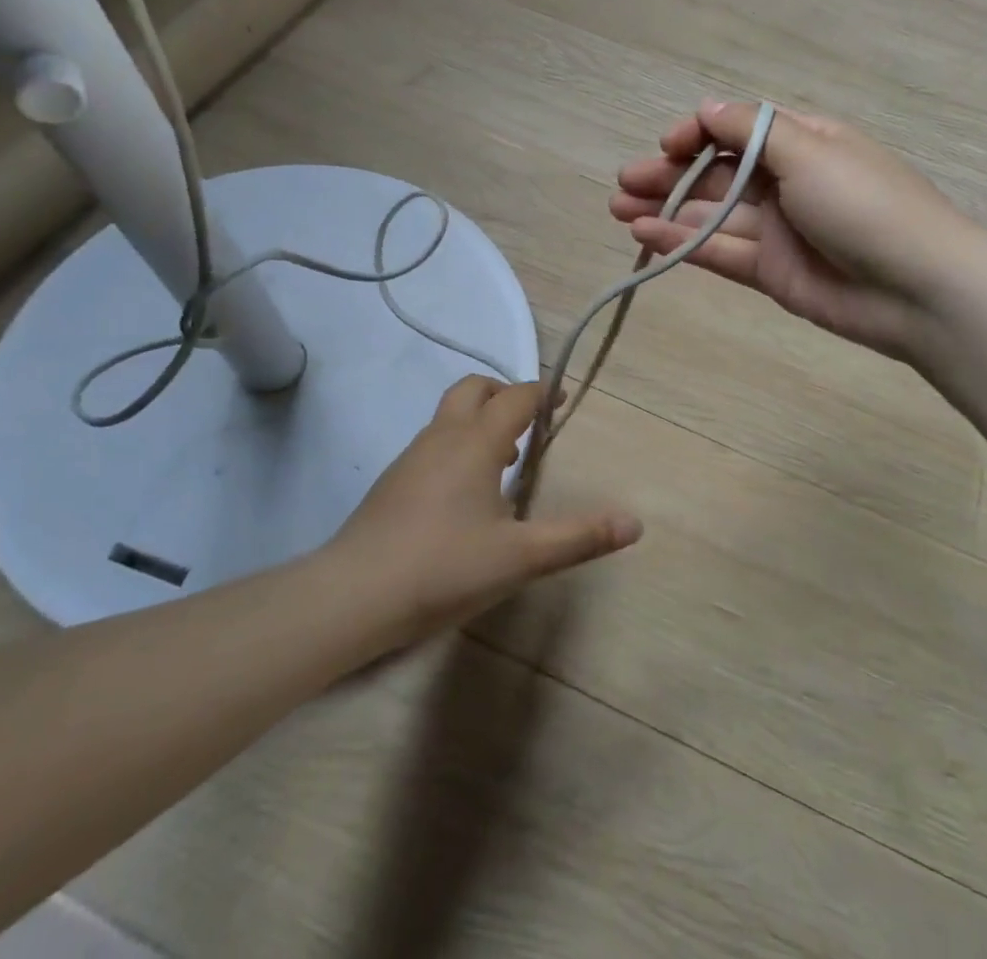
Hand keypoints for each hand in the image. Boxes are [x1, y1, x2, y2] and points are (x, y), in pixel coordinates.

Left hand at [329, 376, 641, 643]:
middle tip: (529, 422)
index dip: (542, 392)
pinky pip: (434, 442)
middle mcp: (442, 437)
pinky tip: (465, 493)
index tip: (563, 399)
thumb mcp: (520, 558)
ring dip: (479, 421)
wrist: (352, 596)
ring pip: (449, 415)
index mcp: (475, 442)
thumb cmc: (443, 568)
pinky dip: (458, 445)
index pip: (515, 397)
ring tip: (504, 461)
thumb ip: (578, 538)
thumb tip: (634, 523)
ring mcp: (412, 457)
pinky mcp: (393, 482)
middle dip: (504, 394)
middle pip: (474, 389)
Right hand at [609, 100, 976, 359]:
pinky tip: (645, 237)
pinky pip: (719, 253)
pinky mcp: (771, 272)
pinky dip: (682, 245)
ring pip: (711, 216)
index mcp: (802, 142)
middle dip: (668, 176)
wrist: (918, 288)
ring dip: (665, 211)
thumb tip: (705, 106)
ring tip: (618, 211)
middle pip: (716, 174)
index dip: (697, 134)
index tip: (666, 145)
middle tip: (622, 183)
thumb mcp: (810, 150)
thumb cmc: (864, 203)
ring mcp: (778, 230)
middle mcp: (787, 182)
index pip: (737, 130)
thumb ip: (751, 131)